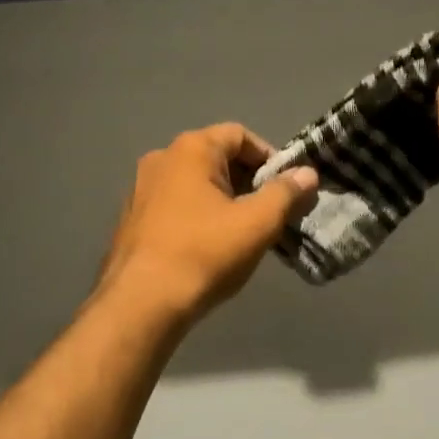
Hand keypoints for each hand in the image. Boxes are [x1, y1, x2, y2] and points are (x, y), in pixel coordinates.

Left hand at [99, 123, 318, 321]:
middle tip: (270, 214)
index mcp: (191, 150)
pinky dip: (198, 217)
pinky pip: (175, 206)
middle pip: (216, 158)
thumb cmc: (205, 253)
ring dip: (224, 201)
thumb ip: (285, 193)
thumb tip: (307, 173)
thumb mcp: (257, 223)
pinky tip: (209, 248)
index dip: (269, 158)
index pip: (240, 135)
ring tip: (243, 233)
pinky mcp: (132, 220)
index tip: (286, 189)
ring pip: (195, 184)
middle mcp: (161, 159)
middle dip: (248, 182)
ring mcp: (140, 189)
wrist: (142, 303)